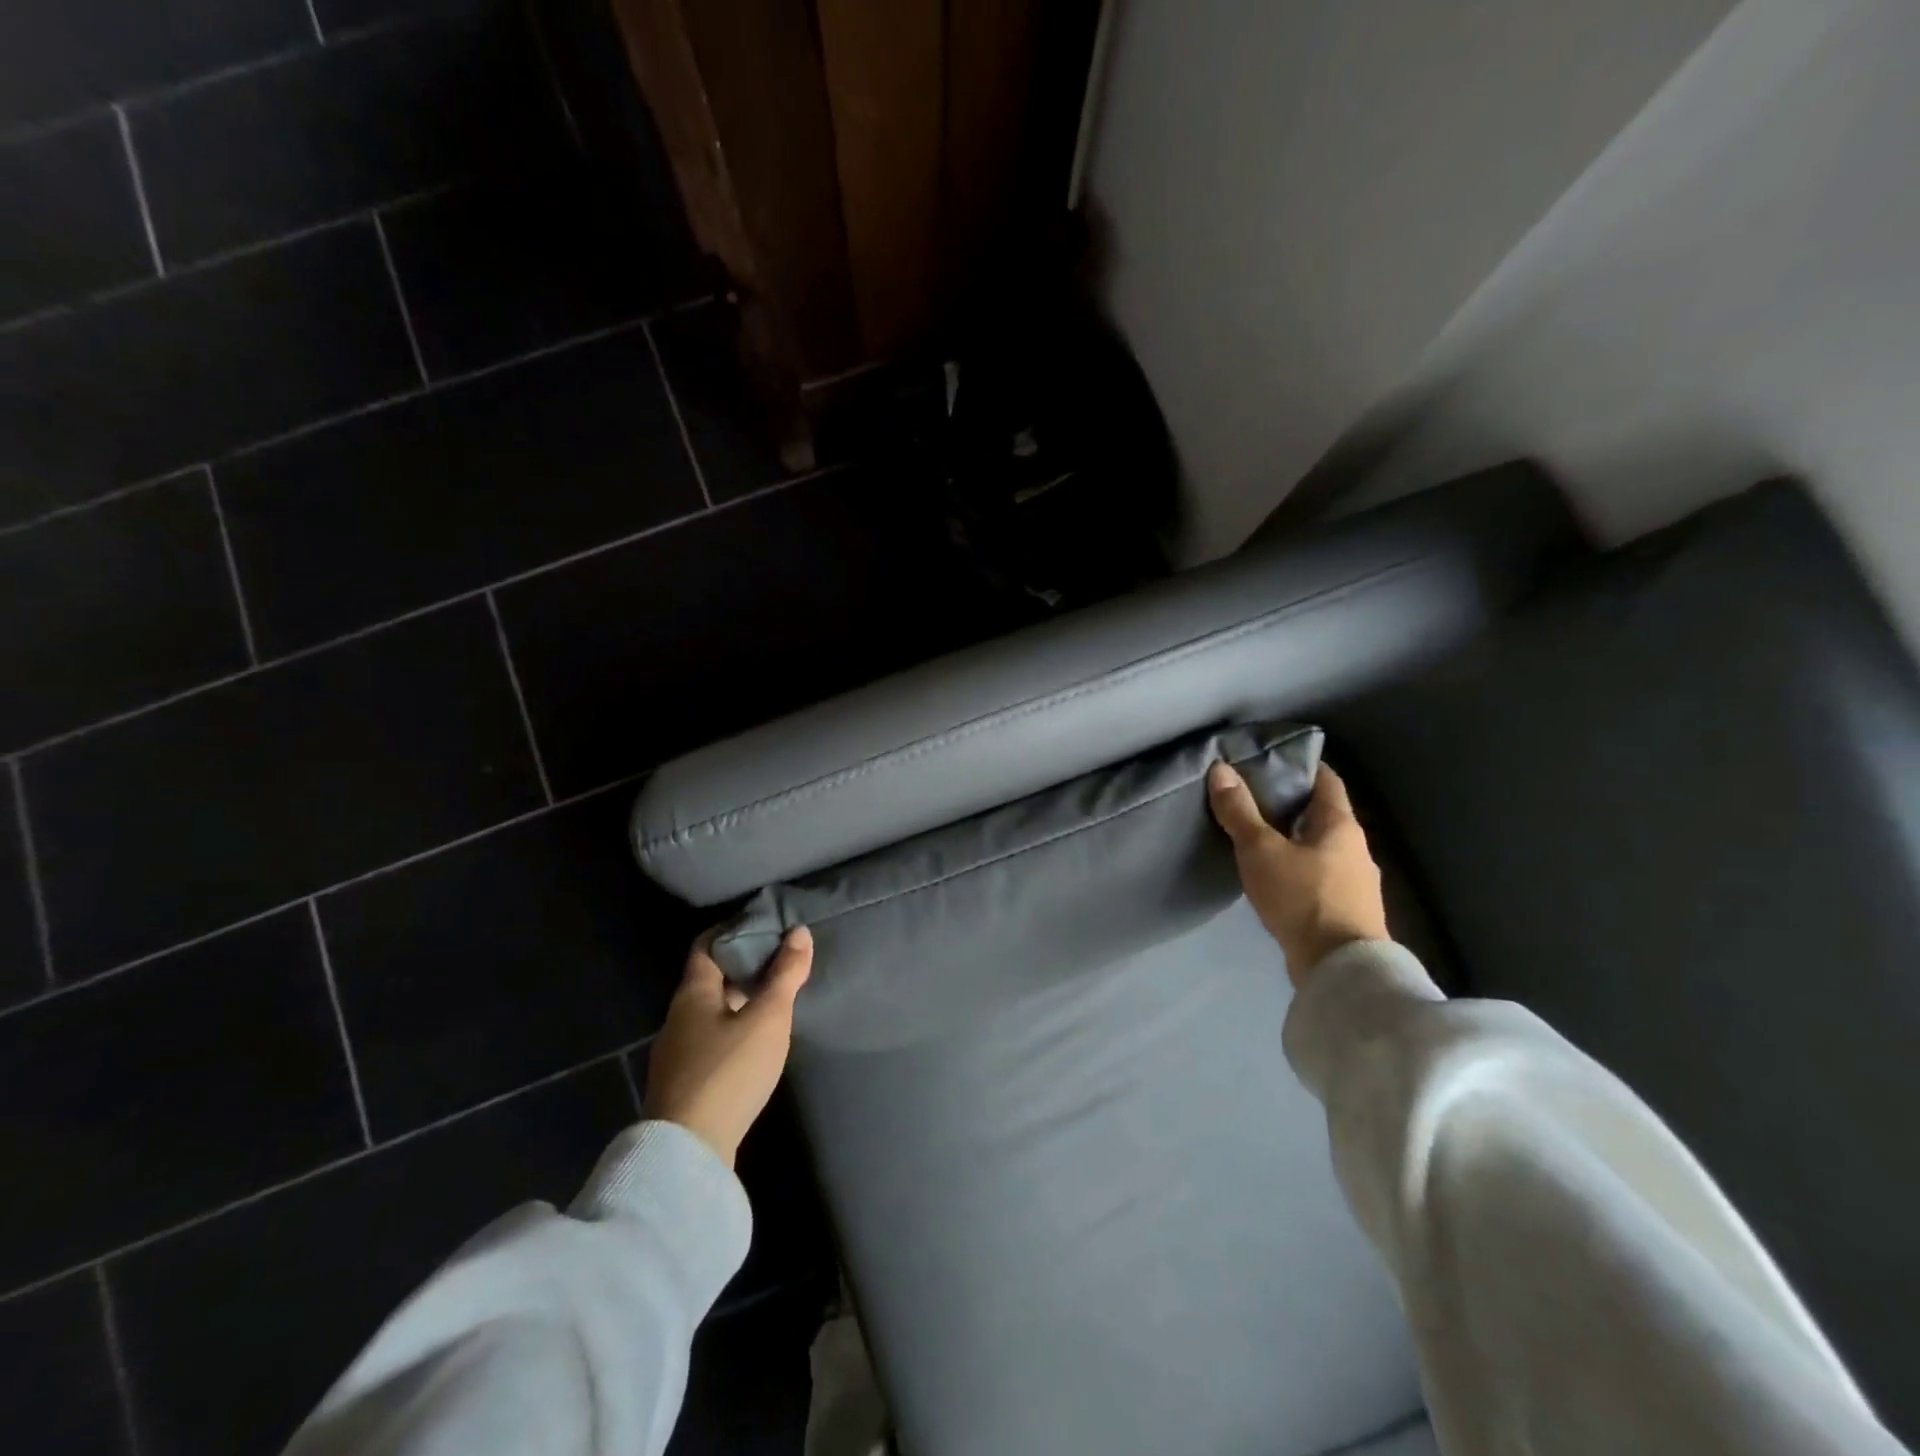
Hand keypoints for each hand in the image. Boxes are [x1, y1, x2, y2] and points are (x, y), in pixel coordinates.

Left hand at [644, 927, 812, 1168]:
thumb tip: (799, 931)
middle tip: (781, 958)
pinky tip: (757, 1040)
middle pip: (710, 978)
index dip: (733, 930)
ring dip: (740, 999)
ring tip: (776, 996)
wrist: (688, 1153)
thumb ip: (784, 975)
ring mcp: (677, 1053)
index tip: (764, 924)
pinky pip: (711, 1039)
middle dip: (743, 966)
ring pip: (711, 1011)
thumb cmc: (728, 1071)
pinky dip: (734, 1027)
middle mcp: (678, 1017)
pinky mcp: (685, 1083)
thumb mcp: (767, 1018)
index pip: (706, 945)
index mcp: (692, 993)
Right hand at [1208, 761, 1388, 985]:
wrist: (1340, 968)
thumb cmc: (1302, 897)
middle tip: (1251, 797)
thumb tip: (1221, 769)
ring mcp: (1355, 882)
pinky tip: (1275, 876)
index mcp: (1341, 825)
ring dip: (1294, 839)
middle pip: (1322, 814)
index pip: (1326, 780)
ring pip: (1321, 847)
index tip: (1270, 760)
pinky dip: (1298, 867)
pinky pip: (1320, 875)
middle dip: (1290, 804)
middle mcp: (1355, 848)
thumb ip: (1240, 811)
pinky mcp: (1346, 910)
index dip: (1301, 766)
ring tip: (1257, 837)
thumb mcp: (1261, 850)